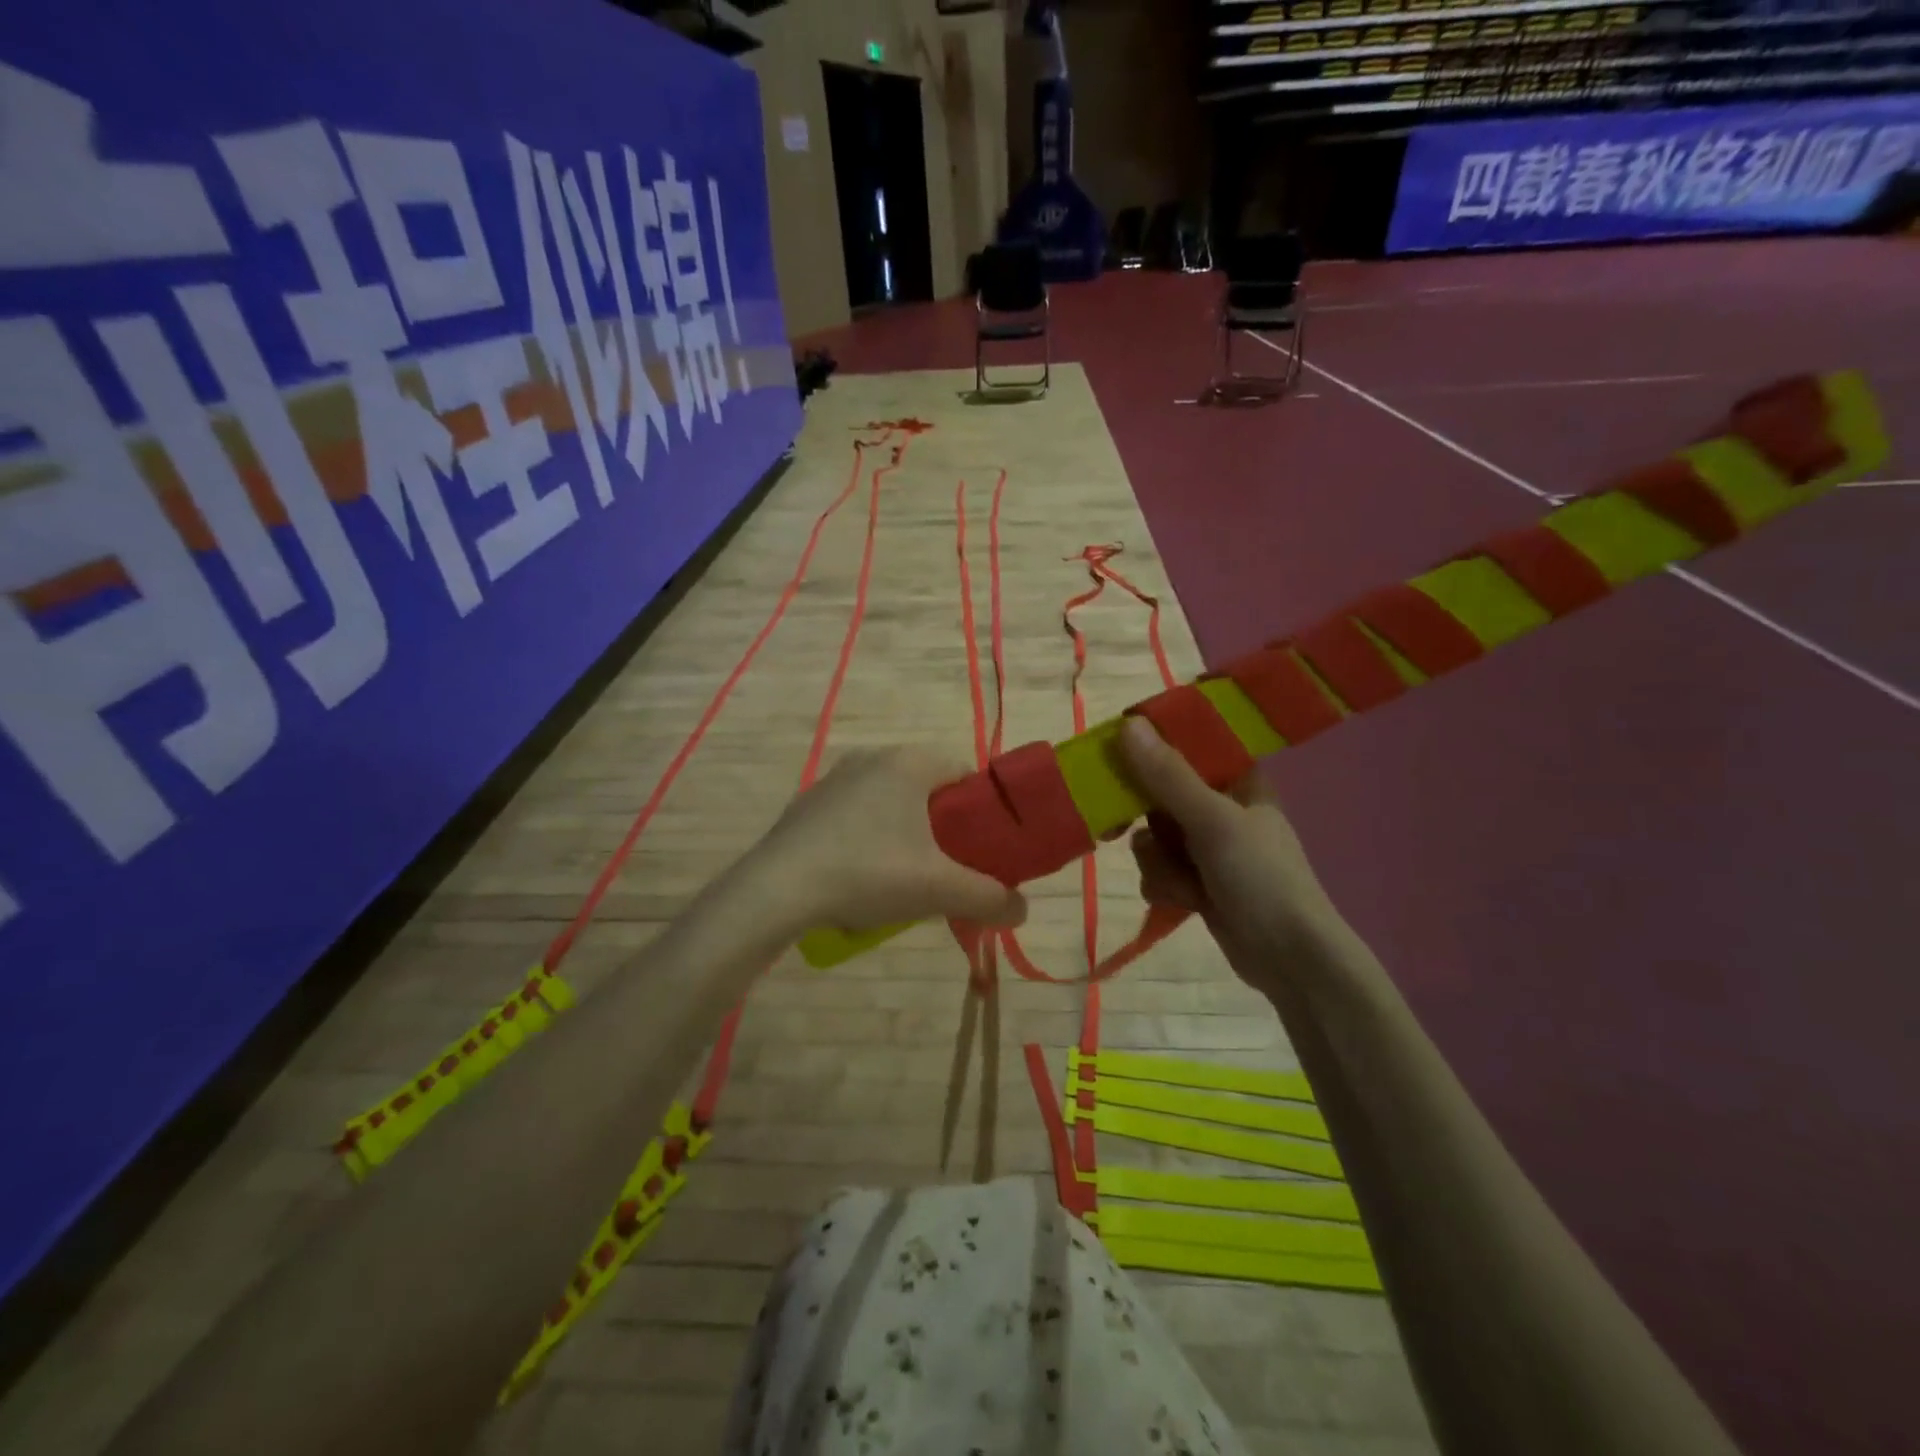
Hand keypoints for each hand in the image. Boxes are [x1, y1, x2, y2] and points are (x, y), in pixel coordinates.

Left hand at [752, 747, 1028, 935]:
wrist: (776, 889)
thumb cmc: (868, 873)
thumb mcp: (938, 889)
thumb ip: (989, 897)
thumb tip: (1022, 911)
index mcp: (909, 762)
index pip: (965, 773)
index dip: (982, 811)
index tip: (983, 849)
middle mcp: (873, 758)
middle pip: (929, 790)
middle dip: (944, 828)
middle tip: (947, 870)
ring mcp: (835, 779)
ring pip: (891, 803)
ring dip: (906, 835)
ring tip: (904, 880)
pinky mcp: (808, 804)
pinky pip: (856, 815)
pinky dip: (869, 839)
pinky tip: (861, 878)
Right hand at [1118, 718, 1351, 992]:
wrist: (1291, 960)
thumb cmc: (1261, 878)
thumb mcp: (1213, 820)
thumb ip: (1168, 775)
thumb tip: (1128, 724)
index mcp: (1238, 780)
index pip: (1188, 747)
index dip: (1151, 750)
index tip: (1117, 758)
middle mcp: (1222, 808)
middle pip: (1159, 794)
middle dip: (1145, 820)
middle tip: (1116, 825)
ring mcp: (1209, 848)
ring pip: (1153, 836)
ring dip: (1158, 861)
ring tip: (1181, 882)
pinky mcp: (1198, 882)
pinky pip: (1159, 869)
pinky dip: (1164, 884)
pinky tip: (1182, 901)